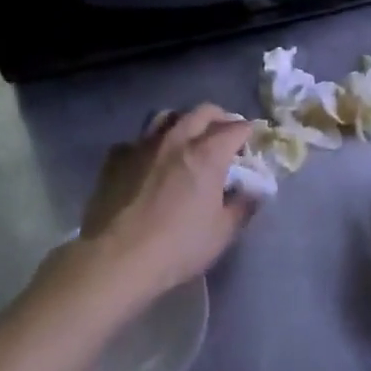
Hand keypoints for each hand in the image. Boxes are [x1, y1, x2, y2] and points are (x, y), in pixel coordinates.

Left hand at [79, 104, 256, 295]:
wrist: (117, 259)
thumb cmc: (178, 247)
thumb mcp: (222, 233)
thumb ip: (243, 207)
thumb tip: (254, 193)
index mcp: (207, 155)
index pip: (236, 129)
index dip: (248, 133)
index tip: (251, 144)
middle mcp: (176, 140)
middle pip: (202, 112)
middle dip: (219, 118)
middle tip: (224, 136)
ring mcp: (142, 145)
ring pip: (167, 116)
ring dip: (183, 122)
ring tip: (187, 139)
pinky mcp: (115, 159)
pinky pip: (138, 140)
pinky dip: (150, 145)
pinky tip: (150, 162)